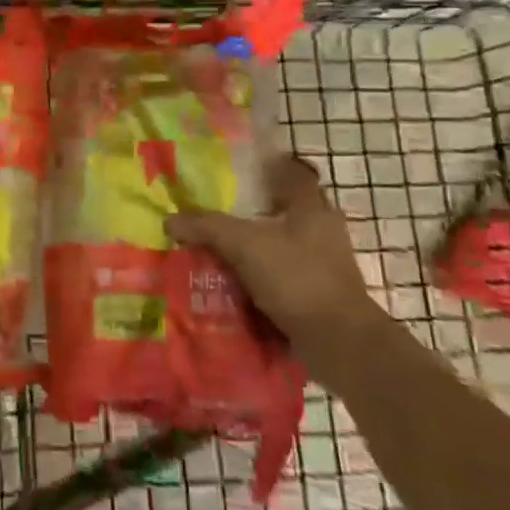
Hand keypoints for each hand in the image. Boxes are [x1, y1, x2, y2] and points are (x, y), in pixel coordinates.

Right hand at [165, 154, 375, 363]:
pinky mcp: (316, 296)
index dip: (270, 166)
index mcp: (312, 208)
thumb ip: (207, 227)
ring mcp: (322, 266)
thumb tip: (170, 220)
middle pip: (285, 211)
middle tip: (216, 210)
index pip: (295, 173)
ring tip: (215, 248)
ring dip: (253, 248)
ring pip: (280, 246)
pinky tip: (230, 283)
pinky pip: (280, 278)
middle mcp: (322, 232)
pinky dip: (258, 279)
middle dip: (253, 210)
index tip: (240, 167)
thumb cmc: (297, 278)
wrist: (339, 343)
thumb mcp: (244, 245)